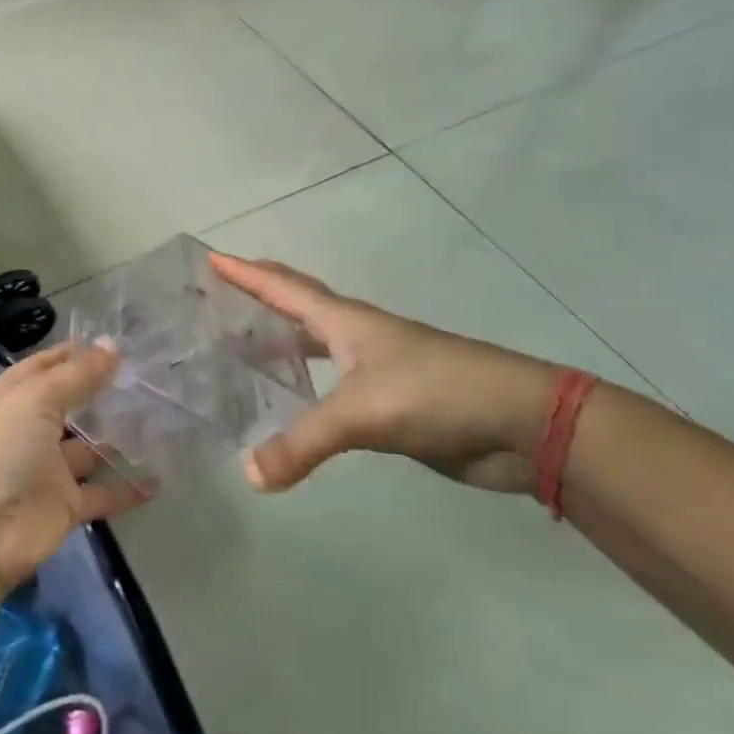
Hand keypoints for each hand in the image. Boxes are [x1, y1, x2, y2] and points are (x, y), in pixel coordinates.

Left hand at [0, 342, 148, 588]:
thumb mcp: (35, 399)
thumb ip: (77, 375)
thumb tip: (112, 346)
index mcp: (11, 398)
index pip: (44, 368)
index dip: (73, 355)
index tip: (113, 344)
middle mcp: (28, 431)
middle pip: (69, 406)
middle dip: (101, 394)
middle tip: (147, 379)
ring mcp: (46, 470)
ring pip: (88, 449)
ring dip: (118, 439)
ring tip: (162, 421)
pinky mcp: (63, 507)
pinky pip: (101, 494)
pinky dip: (126, 488)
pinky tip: (158, 478)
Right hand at [210, 253, 559, 494]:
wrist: (521, 423)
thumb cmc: (437, 393)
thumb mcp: (362, 413)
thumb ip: (303, 443)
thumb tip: (250, 476)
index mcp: (347, 322)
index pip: (284, 288)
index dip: (246, 273)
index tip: (211, 258)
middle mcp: (357, 337)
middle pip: (301, 306)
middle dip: (262, 297)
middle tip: (222, 298)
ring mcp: (377, 369)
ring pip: (317, 346)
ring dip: (283, 341)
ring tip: (245, 348)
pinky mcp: (391, 404)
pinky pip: (333, 388)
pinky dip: (307, 387)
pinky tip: (293, 404)